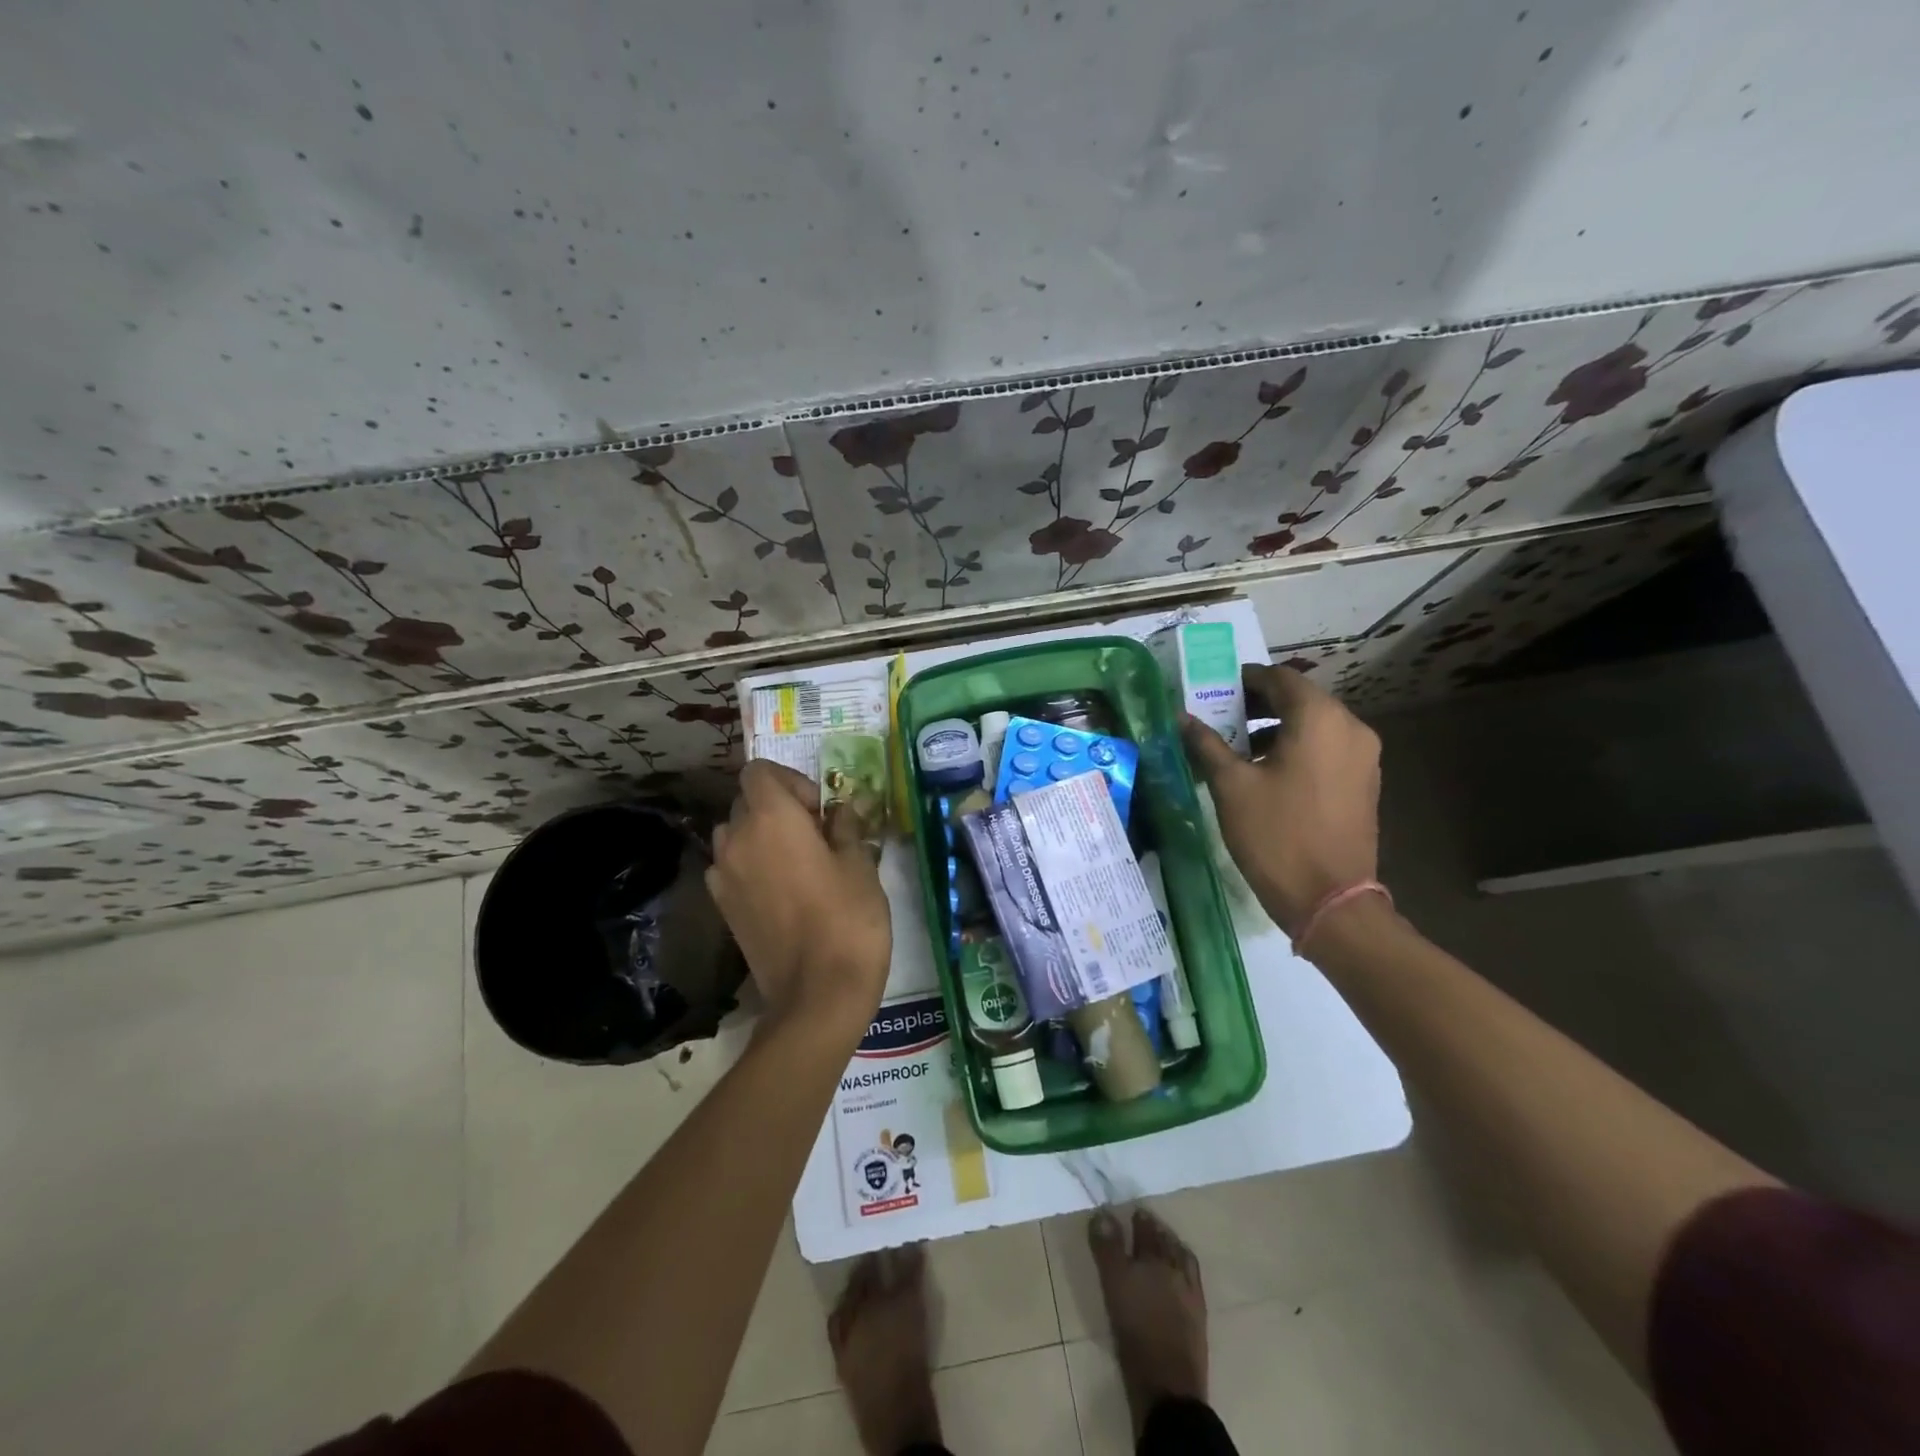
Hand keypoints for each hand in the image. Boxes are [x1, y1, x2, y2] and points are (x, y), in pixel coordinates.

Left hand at [707, 760, 891, 1038]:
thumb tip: (842, 808)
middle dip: (779, 807)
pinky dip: (751, 865)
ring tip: (798, 861)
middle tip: (817, 834)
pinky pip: (731, 867)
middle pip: (746, 801)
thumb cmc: (847, 920)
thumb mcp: (860, 865)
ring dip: (761, 835)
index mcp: (770, 818)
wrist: (817, 996)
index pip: (759, 771)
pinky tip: (783, 891)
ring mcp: (723, 876)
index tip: (820, 809)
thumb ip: (846, 826)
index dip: (791, 781)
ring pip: (735, 834)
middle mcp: (736, 839)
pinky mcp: (723, 907)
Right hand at [1181, 664, 1380, 934]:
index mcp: (1320, 719)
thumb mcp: (1231, 786)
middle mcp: (1350, 728)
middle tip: (1220, 716)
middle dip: (1258, 704)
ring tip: (1236, 746)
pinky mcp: (1364, 783)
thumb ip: (1206, 744)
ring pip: (1314, 726)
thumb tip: (1181, 717)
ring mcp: (1363, 757)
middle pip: (1300, 700)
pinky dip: (1296, 748)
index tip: (1215, 689)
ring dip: (1276, 728)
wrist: (1330, 900)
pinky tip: (1265, 771)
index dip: (1245, 679)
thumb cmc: (1276, 835)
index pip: (1280, 678)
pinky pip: (1326, 749)